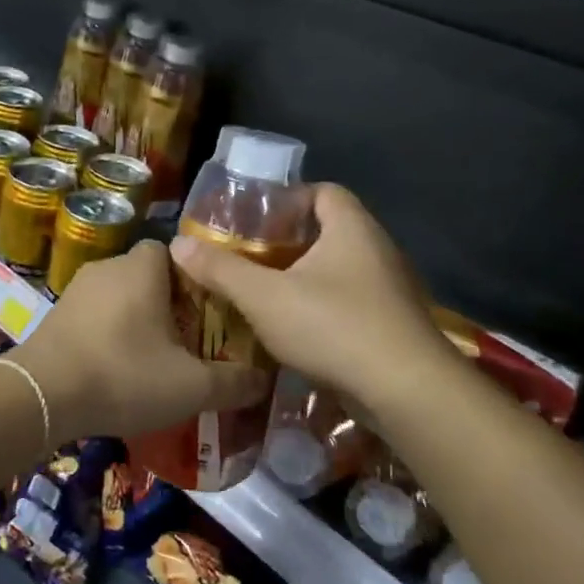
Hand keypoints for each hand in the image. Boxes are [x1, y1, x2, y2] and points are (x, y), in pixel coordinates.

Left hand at [12, 239, 266, 443]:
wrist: (42, 395)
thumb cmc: (124, 375)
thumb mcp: (191, 386)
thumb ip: (233, 382)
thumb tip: (263, 380)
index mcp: (142, 269)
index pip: (173, 251)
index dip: (193, 278)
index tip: (207, 311)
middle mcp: (107, 267)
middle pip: (147, 275)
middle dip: (167, 302)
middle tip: (187, 339)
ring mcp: (76, 290)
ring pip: (118, 296)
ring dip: (135, 320)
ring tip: (152, 359)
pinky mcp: (55, 315)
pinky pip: (94, 316)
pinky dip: (108, 334)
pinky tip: (116, 369)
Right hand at [168, 183, 443, 408]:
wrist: (406, 392)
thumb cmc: (333, 326)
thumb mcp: (264, 297)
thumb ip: (221, 269)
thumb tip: (177, 244)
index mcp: (351, 228)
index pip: (323, 191)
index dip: (287, 199)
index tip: (254, 220)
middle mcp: (376, 250)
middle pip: (327, 232)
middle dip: (286, 243)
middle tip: (247, 257)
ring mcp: (389, 290)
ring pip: (337, 271)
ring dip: (302, 279)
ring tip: (262, 293)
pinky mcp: (391, 325)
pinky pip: (349, 303)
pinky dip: (321, 308)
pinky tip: (293, 330)